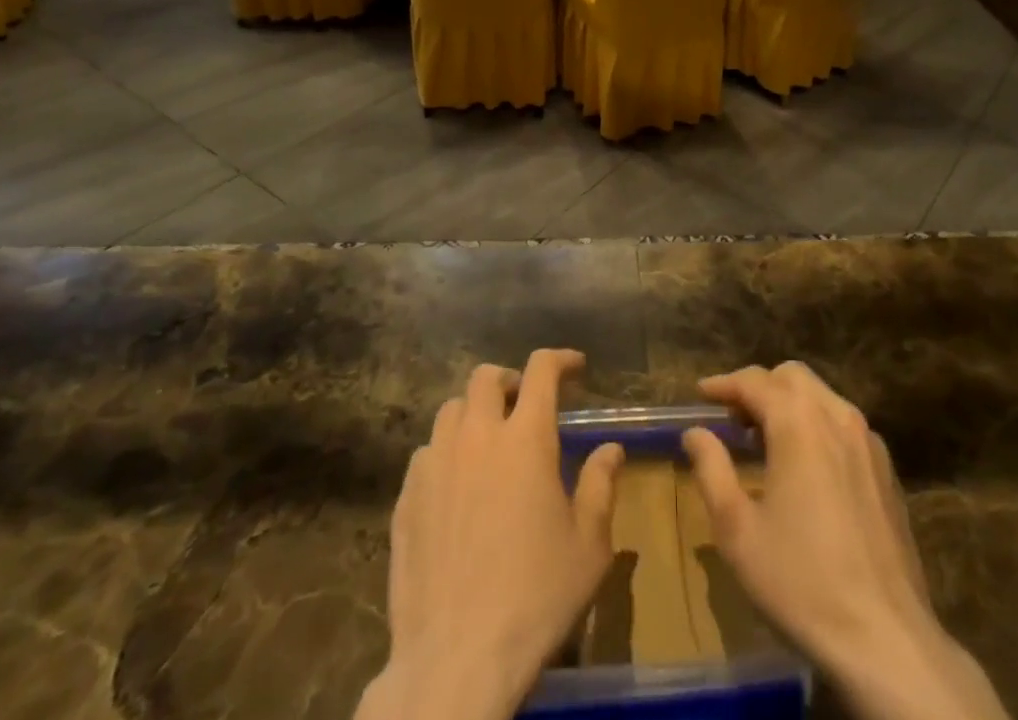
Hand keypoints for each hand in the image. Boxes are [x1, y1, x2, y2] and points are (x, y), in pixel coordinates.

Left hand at [356, 349, 624, 719]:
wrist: (456, 659)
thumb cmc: (535, 597)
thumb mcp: (588, 545)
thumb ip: (600, 485)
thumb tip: (611, 449)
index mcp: (526, 437)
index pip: (541, 370)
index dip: (560, 359)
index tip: (574, 366)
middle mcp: (477, 436)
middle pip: (486, 377)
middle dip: (510, 380)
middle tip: (525, 404)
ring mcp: (435, 465)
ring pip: (451, 410)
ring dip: (474, 413)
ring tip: (488, 442)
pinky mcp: (406, 498)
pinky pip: (425, 454)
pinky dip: (445, 453)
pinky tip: (455, 486)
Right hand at [682, 363, 1009, 719]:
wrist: (886, 639)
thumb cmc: (800, 581)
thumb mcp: (737, 530)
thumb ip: (712, 469)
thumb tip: (695, 432)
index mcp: (798, 422)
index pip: (753, 381)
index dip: (723, 384)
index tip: (701, 394)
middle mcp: (836, 416)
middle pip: (791, 377)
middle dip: (759, 388)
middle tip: (733, 420)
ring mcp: (868, 441)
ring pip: (822, 397)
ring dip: (790, 404)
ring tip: (765, 441)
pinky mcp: (886, 470)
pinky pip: (844, 426)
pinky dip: (817, 426)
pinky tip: (806, 467)